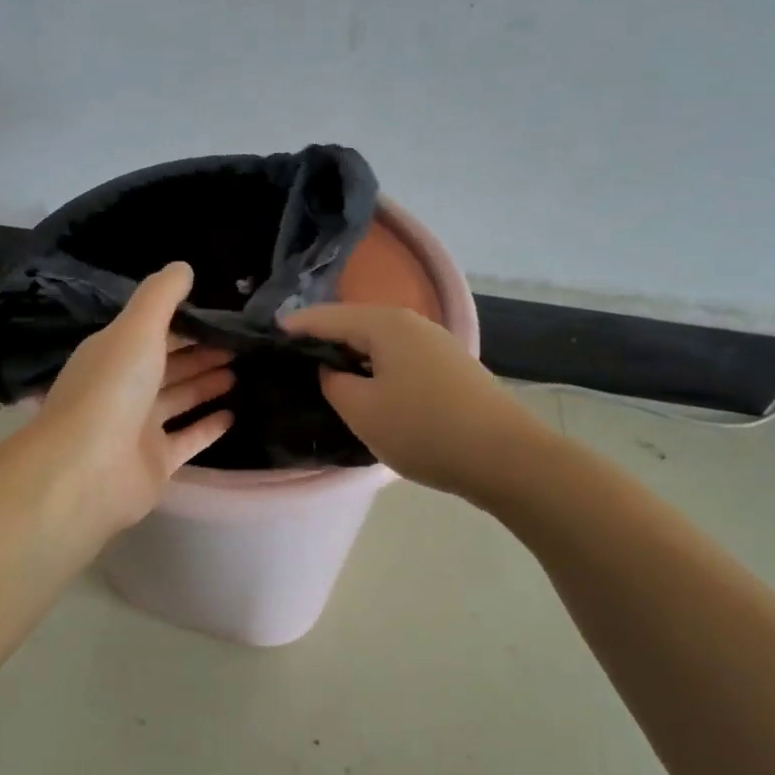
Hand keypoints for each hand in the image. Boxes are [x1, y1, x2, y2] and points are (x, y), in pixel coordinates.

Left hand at [34, 262, 235, 532]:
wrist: (87, 469)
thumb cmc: (112, 389)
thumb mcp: (137, 329)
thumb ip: (161, 296)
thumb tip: (184, 266)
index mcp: (114, 353)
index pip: (153, 331)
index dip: (186, 321)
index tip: (222, 314)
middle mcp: (125, 387)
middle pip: (169, 364)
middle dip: (202, 352)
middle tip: (242, 343)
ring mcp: (139, 427)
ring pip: (179, 399)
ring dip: (207, 384)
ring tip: (243, 370)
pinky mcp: (156, 462)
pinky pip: (188, 439)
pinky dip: (209, 426)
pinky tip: (235, 413)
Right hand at [282, 303, 531, 497]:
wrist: (505, 456)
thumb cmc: (424, 429)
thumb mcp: (363, 411)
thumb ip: (333, 383)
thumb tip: (332, 369)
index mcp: (385, 324)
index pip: (327, 317)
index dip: (296, 326)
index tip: (268, 335)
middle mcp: (411, 323)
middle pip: (354, 324)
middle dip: (323, 338)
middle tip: (291, 357)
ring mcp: (435, 343)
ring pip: (378, 342)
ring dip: (351, 354)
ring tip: (323, 372)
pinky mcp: (449, 367)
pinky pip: (398, 357)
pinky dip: (375, 366)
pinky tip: (367, 386)